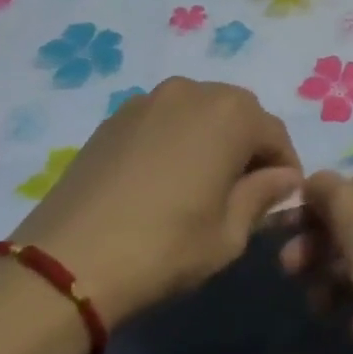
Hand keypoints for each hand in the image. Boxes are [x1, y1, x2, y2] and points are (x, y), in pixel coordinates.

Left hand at [8, 78, 300, 326]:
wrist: (69, 262)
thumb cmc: (166, 248)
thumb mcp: (229, 234)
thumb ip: (262, 196)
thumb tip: (283, 177)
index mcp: (231, 114)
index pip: (275, 134)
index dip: (284, 167)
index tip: (281, 199)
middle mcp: (192, 91)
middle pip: (237, 113)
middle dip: (248, 146)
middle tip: (243, 190)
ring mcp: (148, 100)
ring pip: (198, 112)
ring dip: (211, 138)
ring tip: (202, 182)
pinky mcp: (114, 117)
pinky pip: (163, 120)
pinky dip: (175, 139)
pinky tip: (163, 178)